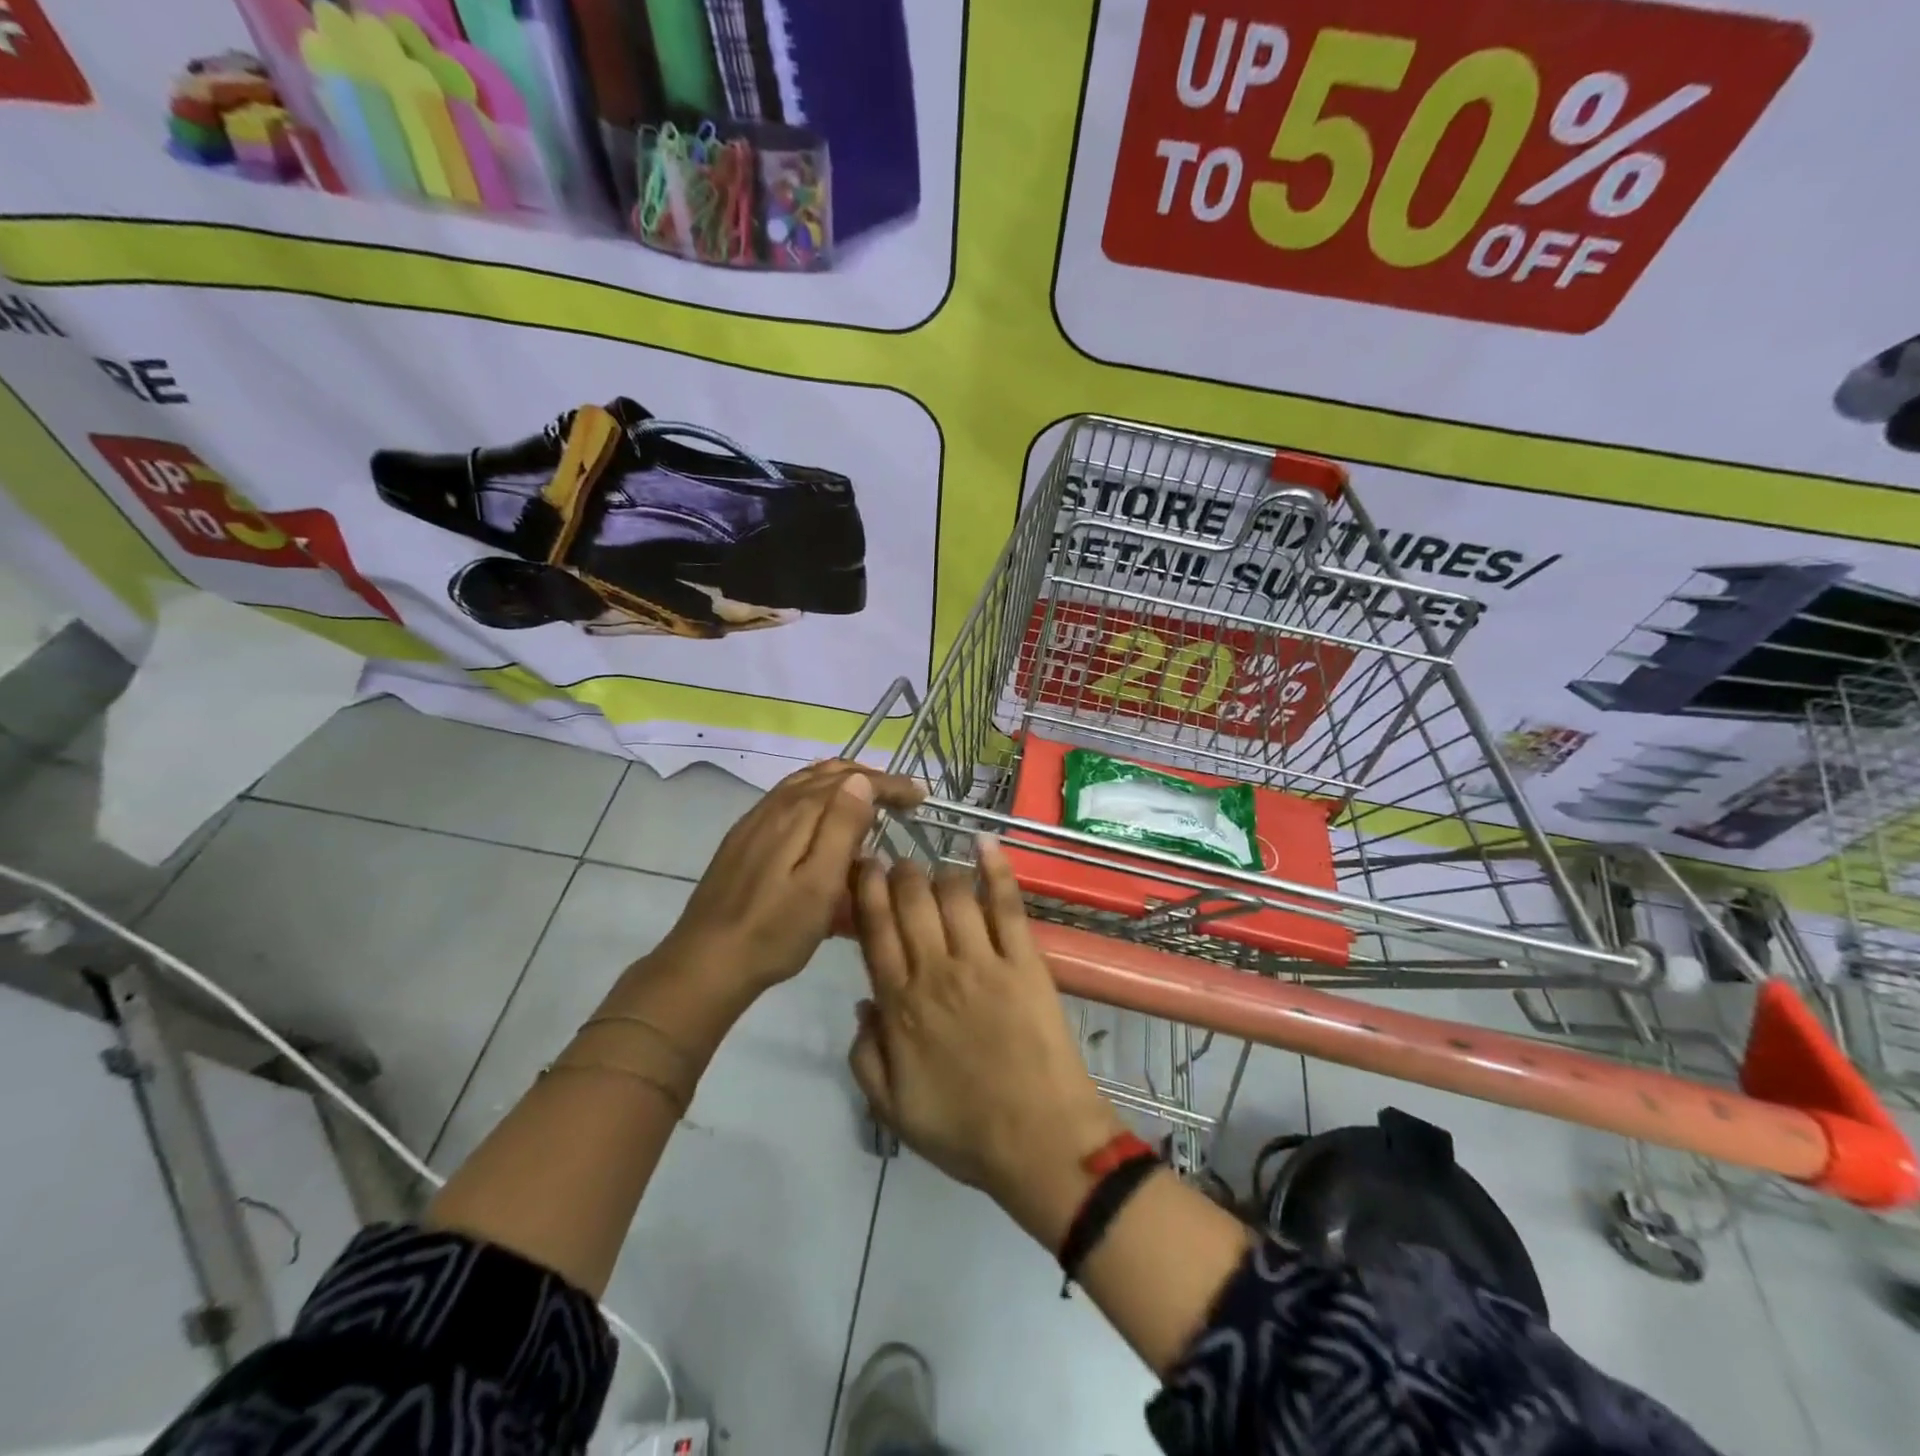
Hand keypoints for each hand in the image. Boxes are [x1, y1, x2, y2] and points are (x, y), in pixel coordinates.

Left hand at [659, 760, 923, 995]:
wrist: (707, 962)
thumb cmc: (774, 931)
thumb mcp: (819, 885)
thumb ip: (841, 828)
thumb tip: (862, 780)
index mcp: (796, 814)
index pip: (850, 780)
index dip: (889, 783)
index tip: (919, 796)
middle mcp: (774, 807)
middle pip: (826, 774)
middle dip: (867, 778)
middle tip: (899, 797)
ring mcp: (755, 822)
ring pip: (806, 785)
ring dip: (842, 785)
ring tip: (869, 801)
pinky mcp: (745, 840)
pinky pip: (789, 801)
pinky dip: (817, 799)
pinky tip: (825, 823)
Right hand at [848, 836, 1122, 1229]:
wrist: (1040, 1142)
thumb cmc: (964, 1130)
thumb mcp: (892, 1109)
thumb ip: (866, 1055)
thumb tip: (862, 1003)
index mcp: (900, 1005)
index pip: (875, 931)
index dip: (866, 892)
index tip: (863, 866)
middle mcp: (936, 971)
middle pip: (911, 902)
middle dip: (900, 872)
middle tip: (898, 862)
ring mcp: (983, 961)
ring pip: (953, 895)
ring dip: (939, 872)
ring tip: (935, 867)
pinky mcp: (1025, 961)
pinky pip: (1007, 904)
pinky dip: (996, 869)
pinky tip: (984, 842)